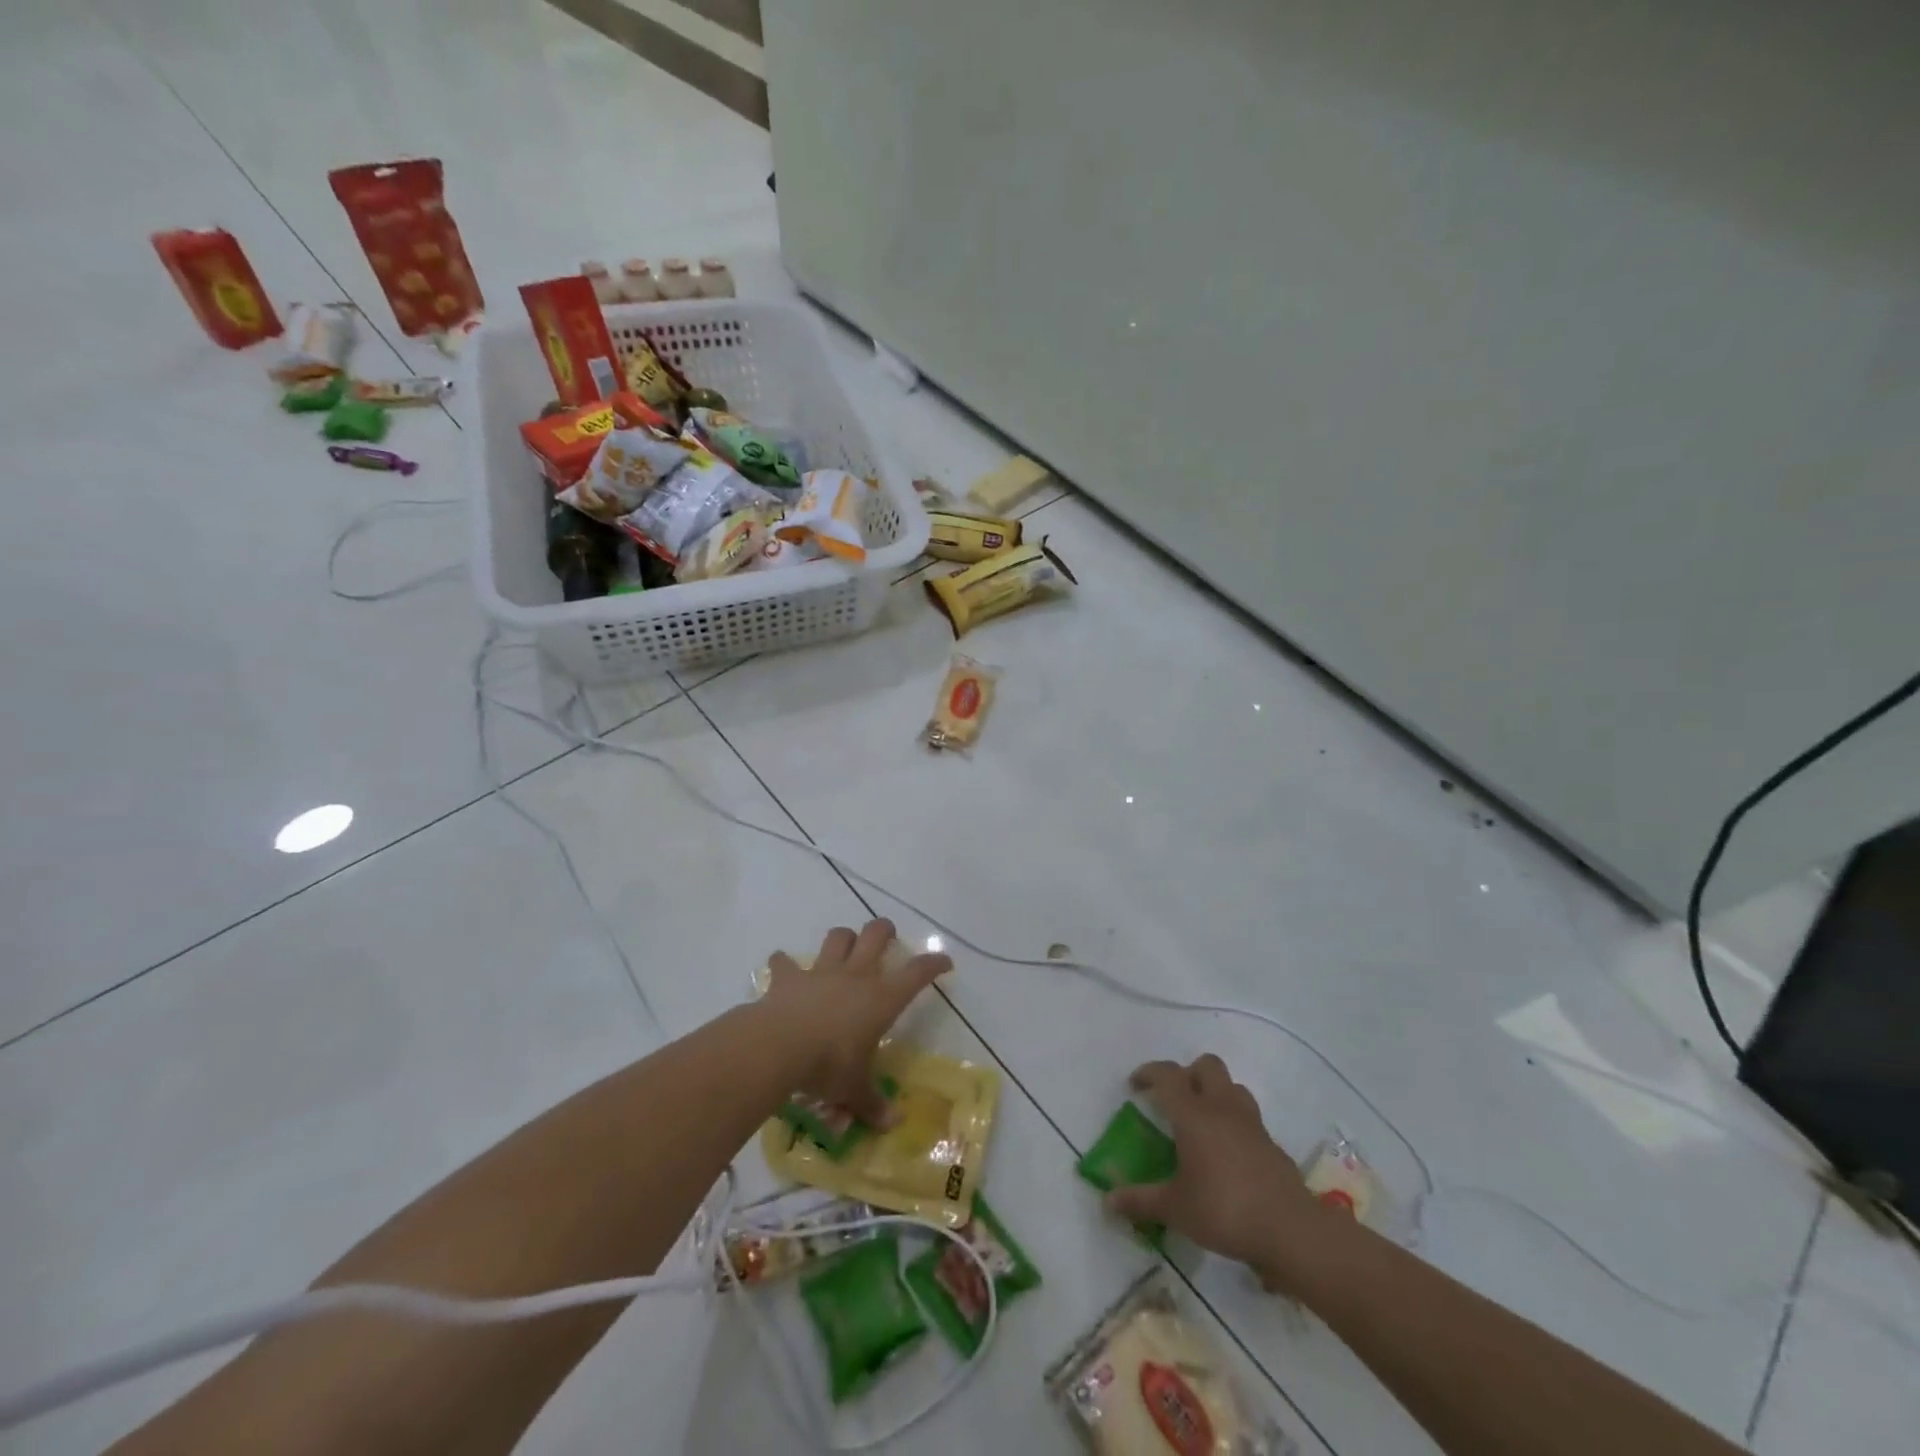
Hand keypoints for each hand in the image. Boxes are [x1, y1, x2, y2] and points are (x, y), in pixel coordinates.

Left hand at [762, 919, 950, 1127]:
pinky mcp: (789, 978)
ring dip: (842, 938)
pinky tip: (783, 967)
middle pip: (875, 935)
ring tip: (844, 946)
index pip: (917, 973)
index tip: (944, 962)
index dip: (933, 964)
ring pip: (837, 938)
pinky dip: (784, 964)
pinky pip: (785, 962)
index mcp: (881, 999)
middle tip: (887, 935)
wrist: (778, 1046)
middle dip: (884, 930)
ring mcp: (821, 972)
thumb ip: (872, 1104)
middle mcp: (855, 976)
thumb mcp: (853, 1089)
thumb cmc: (828, 1065)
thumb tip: (893, 1124)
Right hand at [1106, 1055, 1345, 1292]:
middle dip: (1187, 1074)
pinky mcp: (1271, 1143)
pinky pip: (1248, 1117)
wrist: (1291, 1230)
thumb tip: (1108, 1200)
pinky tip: (1227, 1152)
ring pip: (1231, 1086)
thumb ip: (1140, 1201)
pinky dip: (1234, 1122)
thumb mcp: (1175, 1209)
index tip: (1135, 1085)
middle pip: (1206, 1066)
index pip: (1167, 1075)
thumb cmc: (1224, 1210)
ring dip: (1214, 1092)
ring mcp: (1251, 1123)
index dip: (1149, 1073)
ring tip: (1202, 1120)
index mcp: (1193, 1115)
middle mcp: (1222, 1108)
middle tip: (1174, 1099)